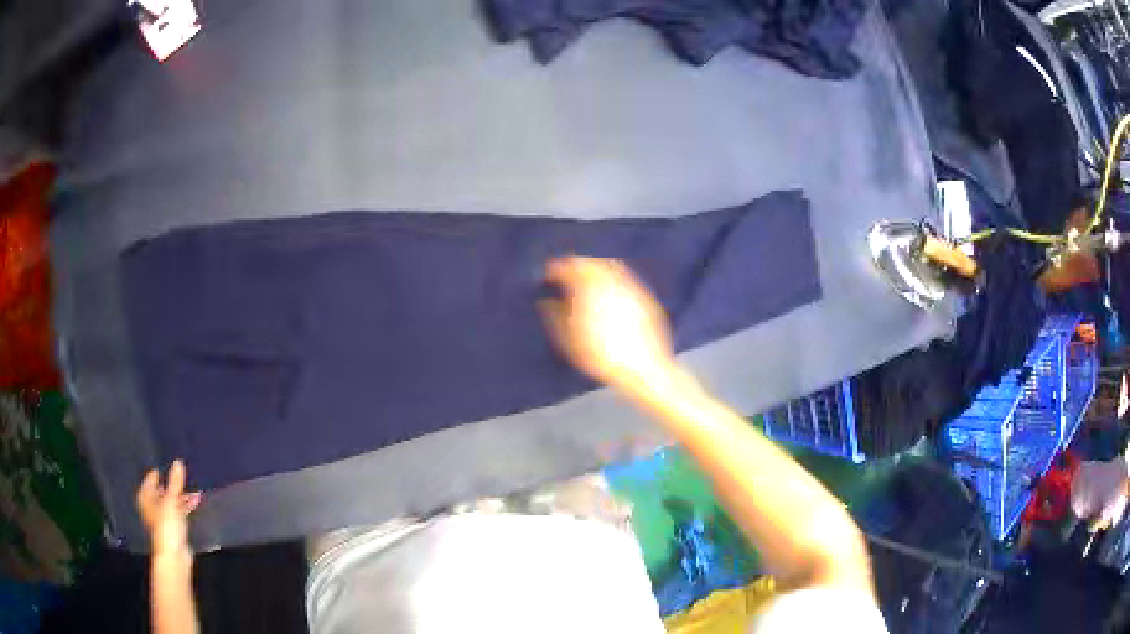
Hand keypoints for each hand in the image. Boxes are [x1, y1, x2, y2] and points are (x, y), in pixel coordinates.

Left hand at [137, 460, 200, 557]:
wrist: (174, 556)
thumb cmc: (166, 525)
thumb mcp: (171, 500)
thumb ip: (175, 482)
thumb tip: (178, 462)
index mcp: (146, 497)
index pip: (151, 479)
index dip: (159, 472)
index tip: (168, 462)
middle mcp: (152, 506)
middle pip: (162, 491)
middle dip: (172, 484)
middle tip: (183, 475)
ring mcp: (163, 518)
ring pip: (172, 502)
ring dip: (182, 496)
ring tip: (194, 488)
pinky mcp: (174, 528)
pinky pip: (179, 511)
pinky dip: (186, 506)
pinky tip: (196, 501)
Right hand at [540, 257, 674, 392]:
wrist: (644, 369)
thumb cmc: (601, 355)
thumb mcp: (569, 339)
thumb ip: (554, 316)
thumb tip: (547, 302)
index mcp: (590, 285)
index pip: (568, 266)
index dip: (555, 268)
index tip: (547, 274)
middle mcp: (612, 279)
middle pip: (591, 262)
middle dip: (576, 264)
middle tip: (565, 273)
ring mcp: (632, 287)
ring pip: (610, 267)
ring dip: (595, 269)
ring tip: (585, 281)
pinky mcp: (645, 298)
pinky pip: (624, 279)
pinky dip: (612, 280)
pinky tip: (608, 294)